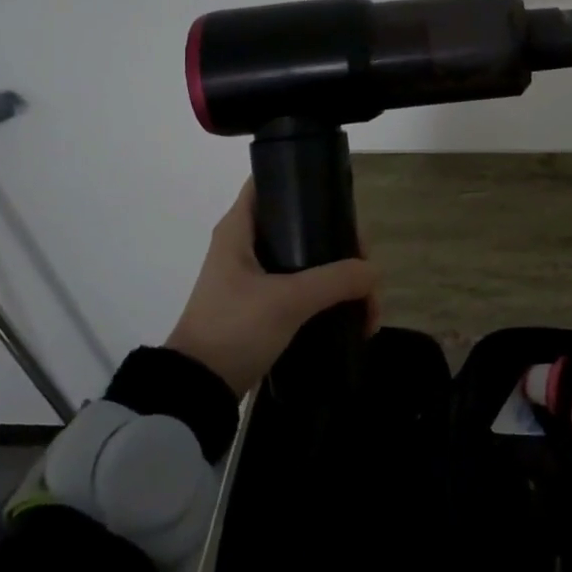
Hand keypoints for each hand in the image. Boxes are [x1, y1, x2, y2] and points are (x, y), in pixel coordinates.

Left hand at [165, 180, 381, 397]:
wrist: (197, 391)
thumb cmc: (234, 329)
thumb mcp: (287, 301)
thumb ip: (335, 280)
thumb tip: (374, 272)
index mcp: (240, 228)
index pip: (271, 181)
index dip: (305, 180)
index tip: (341, 199)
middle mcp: (247, 244)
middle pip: (303, 223)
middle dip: (341, 243)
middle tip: (365, 267)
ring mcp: (255, 276)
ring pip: (310, 259)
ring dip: (341, 277)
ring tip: (368, 307)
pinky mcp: (263, 304)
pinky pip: (305, 288)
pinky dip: (329, 298)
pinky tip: (354, 317)